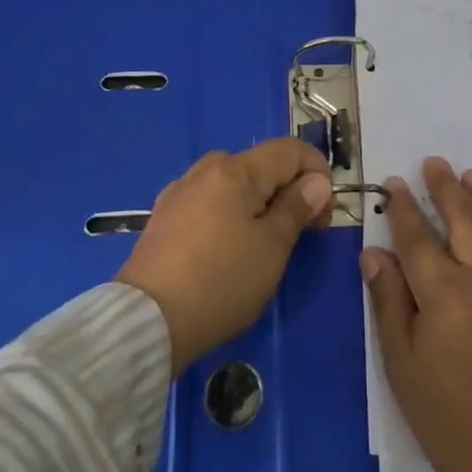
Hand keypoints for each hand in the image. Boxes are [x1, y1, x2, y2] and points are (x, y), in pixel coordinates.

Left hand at [116, 138, 333, 373]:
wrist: (146, 321)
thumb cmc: (221, 281)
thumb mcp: (272, 248)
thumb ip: (296, 208)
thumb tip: (316, 181)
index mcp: (236, 170)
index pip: (290, 150)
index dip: (317, 173)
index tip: (324, 214)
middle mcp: (206, 169)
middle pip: (260, 164)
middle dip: (287, 189)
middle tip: (298, 232)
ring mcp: (180, 192)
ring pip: (232, 183)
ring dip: (257, 202)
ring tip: (263, 242)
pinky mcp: (163, 218)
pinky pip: (208, 202)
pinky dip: (229, 214)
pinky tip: (226, 248)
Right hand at [361, 157, 471, 471]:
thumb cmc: (446, 415)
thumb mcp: (402, 363)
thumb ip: (389, 301)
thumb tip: (373, 254)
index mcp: (445, 292)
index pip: (418, 235)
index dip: (402, 206)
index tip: (393, 183)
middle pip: (464, 218)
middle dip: (445, 187)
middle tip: (435, 163)